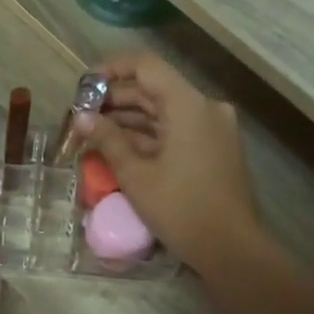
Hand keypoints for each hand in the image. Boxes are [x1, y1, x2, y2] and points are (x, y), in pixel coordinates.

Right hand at [74, 53, 261, 273]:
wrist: (231, 248)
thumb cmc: (180, 208)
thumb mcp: (136, 175)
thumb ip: (107, 139)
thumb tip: (82, 118)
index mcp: (188, 105)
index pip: (146, 66)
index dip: (111, 69)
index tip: (84, 86)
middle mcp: (205, 108)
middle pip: (154, 89)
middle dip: (115, 100)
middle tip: (82, 116)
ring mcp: (213, 128)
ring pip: (165, 111)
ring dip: (130, 119)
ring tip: (94, 133)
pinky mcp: (215, 148)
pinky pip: (177, 129)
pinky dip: (149, 135)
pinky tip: (121, 147)